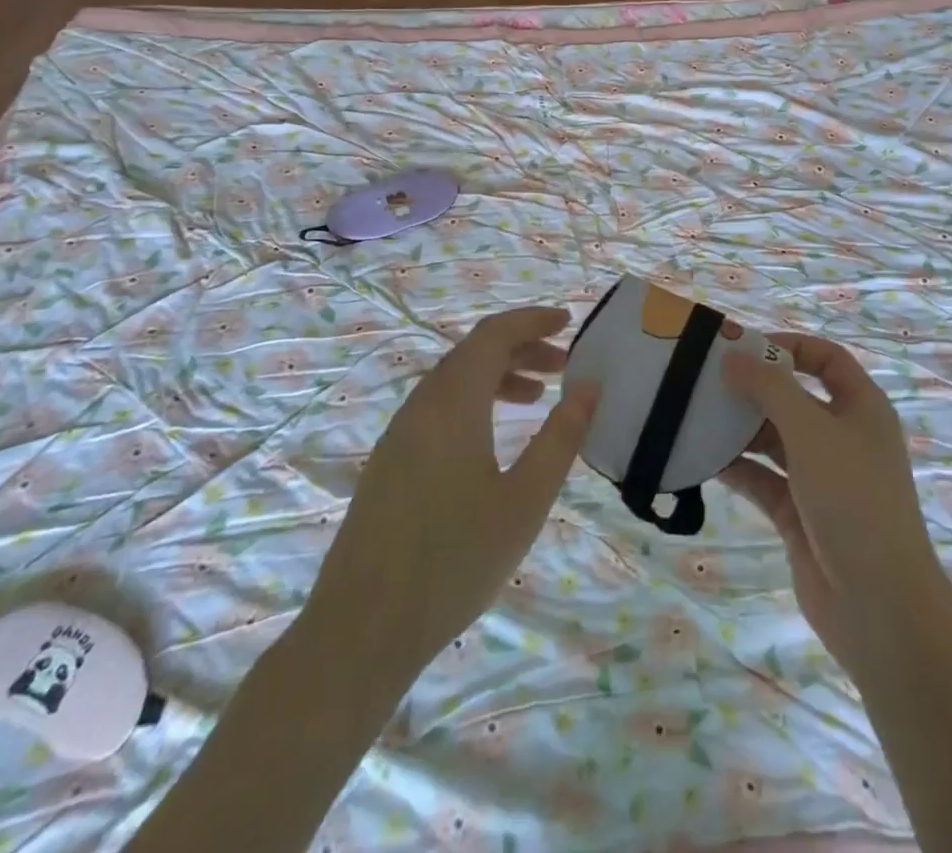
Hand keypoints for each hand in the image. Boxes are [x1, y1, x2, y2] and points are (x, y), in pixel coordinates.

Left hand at [309, 306, 598, 682]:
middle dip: (522, 348)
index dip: (533, 321)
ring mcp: (400, 433)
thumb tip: (589, 386)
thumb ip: (561, 437)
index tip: (569, 322)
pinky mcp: (390, 461)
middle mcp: (422, 405)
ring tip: (537, 397)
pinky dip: (474, 401)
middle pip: (474, 352)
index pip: (494, 335)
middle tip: (563, 365)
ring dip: (498, 375)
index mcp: (453, 403)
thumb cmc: (455, 561)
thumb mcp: (525, 500)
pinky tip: (493, 438)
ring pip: (455, 381)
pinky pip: (438, 407)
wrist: (362, 630)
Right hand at [718, 334, 948, 676]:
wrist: (878, 606)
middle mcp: (842, 436)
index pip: (825, 358)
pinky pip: (762, 478)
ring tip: (694, 415)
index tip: (743, 348)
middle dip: (753, 387)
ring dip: (739, 427)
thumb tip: (733, 357)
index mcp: (861, 407)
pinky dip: (736, 467)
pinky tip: (701, 459)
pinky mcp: (799, 512)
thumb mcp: (811, 431)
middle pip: (793, 396)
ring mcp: (820, 477)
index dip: (788, 346)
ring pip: (774, 438)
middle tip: (705, 380)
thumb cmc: (854, 500)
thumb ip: (770, 388)